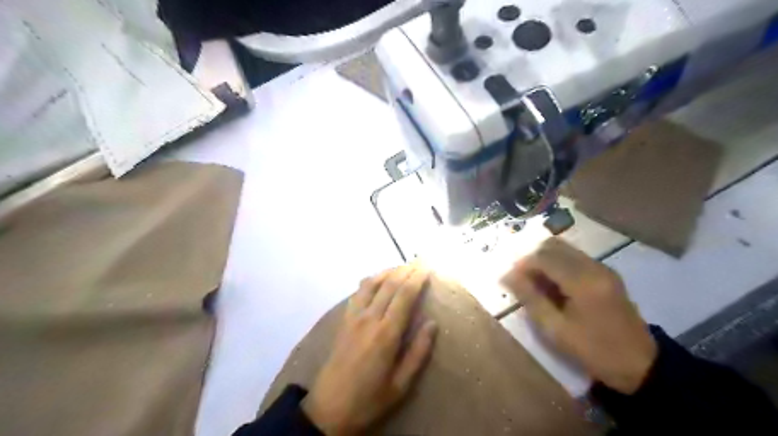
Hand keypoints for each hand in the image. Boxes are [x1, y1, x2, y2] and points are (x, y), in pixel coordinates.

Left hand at [301, 264, 436, 433]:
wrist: (329, 408)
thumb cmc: (369, 399)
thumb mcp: (401, 384)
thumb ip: (418, 352)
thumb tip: (432, 323)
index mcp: (386, 333)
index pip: (405, 295)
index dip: (417, 277)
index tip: (428, 266)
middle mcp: (369, 318)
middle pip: (390, 284)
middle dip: (406, 269)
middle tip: (420, 260)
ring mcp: (354, 317)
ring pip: (372, 283)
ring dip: (388, 271)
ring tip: (402, 266)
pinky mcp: (344, 320)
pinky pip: (357, 292)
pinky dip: (370, 280)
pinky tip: (377, 280)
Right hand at [506, 239, 654, 394]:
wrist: (641, 365)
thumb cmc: (594, 350)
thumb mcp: (555, 329)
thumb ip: (530, 298)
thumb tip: (508, 276)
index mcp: (582, 281)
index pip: (543, 257)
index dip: (521, 264)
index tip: (509, 278)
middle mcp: (593, 266)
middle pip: (553, 246)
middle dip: (532, 258)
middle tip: (521, 279)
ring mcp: (602, 268)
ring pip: (563, 249)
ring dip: (544, 260)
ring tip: (534, 282)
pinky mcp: (606, 273)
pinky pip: (574, 257)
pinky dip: (557, 263)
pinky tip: (553, 284)